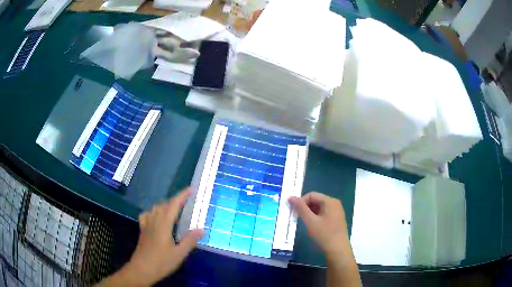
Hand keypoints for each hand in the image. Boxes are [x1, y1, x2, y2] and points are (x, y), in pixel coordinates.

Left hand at [124, 188, 203, 285]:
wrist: (142, 269)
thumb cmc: (161, 262)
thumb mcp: (179, 254)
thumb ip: (190, 240)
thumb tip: (202, 229)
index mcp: (164, 224)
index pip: (173, 205)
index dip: (182, 195)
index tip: (191, 189)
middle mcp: (154, 221)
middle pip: (164, 205)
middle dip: (176, 200)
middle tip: (187, 202)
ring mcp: (146, 225)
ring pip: (155, 209)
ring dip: (165, 205)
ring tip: (175, 210)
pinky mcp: (142, 230)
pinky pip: (147, 215)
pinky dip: (153, 212)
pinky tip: (156, 218)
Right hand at [288, 192, 348, 254]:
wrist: (338, 250)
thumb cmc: (324, 235)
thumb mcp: (310, 221)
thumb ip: (300, 208)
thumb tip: (290, 197)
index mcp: (330, 201)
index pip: (311, 195)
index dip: (301, 202)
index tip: (295, 213)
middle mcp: (335, 204)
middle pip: (316, 200)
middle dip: (305, 208)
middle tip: (298, 218)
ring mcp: (337, 212)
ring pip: (319, 208)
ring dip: (310, 213)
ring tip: (305, 223)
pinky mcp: (336, 219)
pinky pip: (324, 213)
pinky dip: (316, 217)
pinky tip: (313, 227)